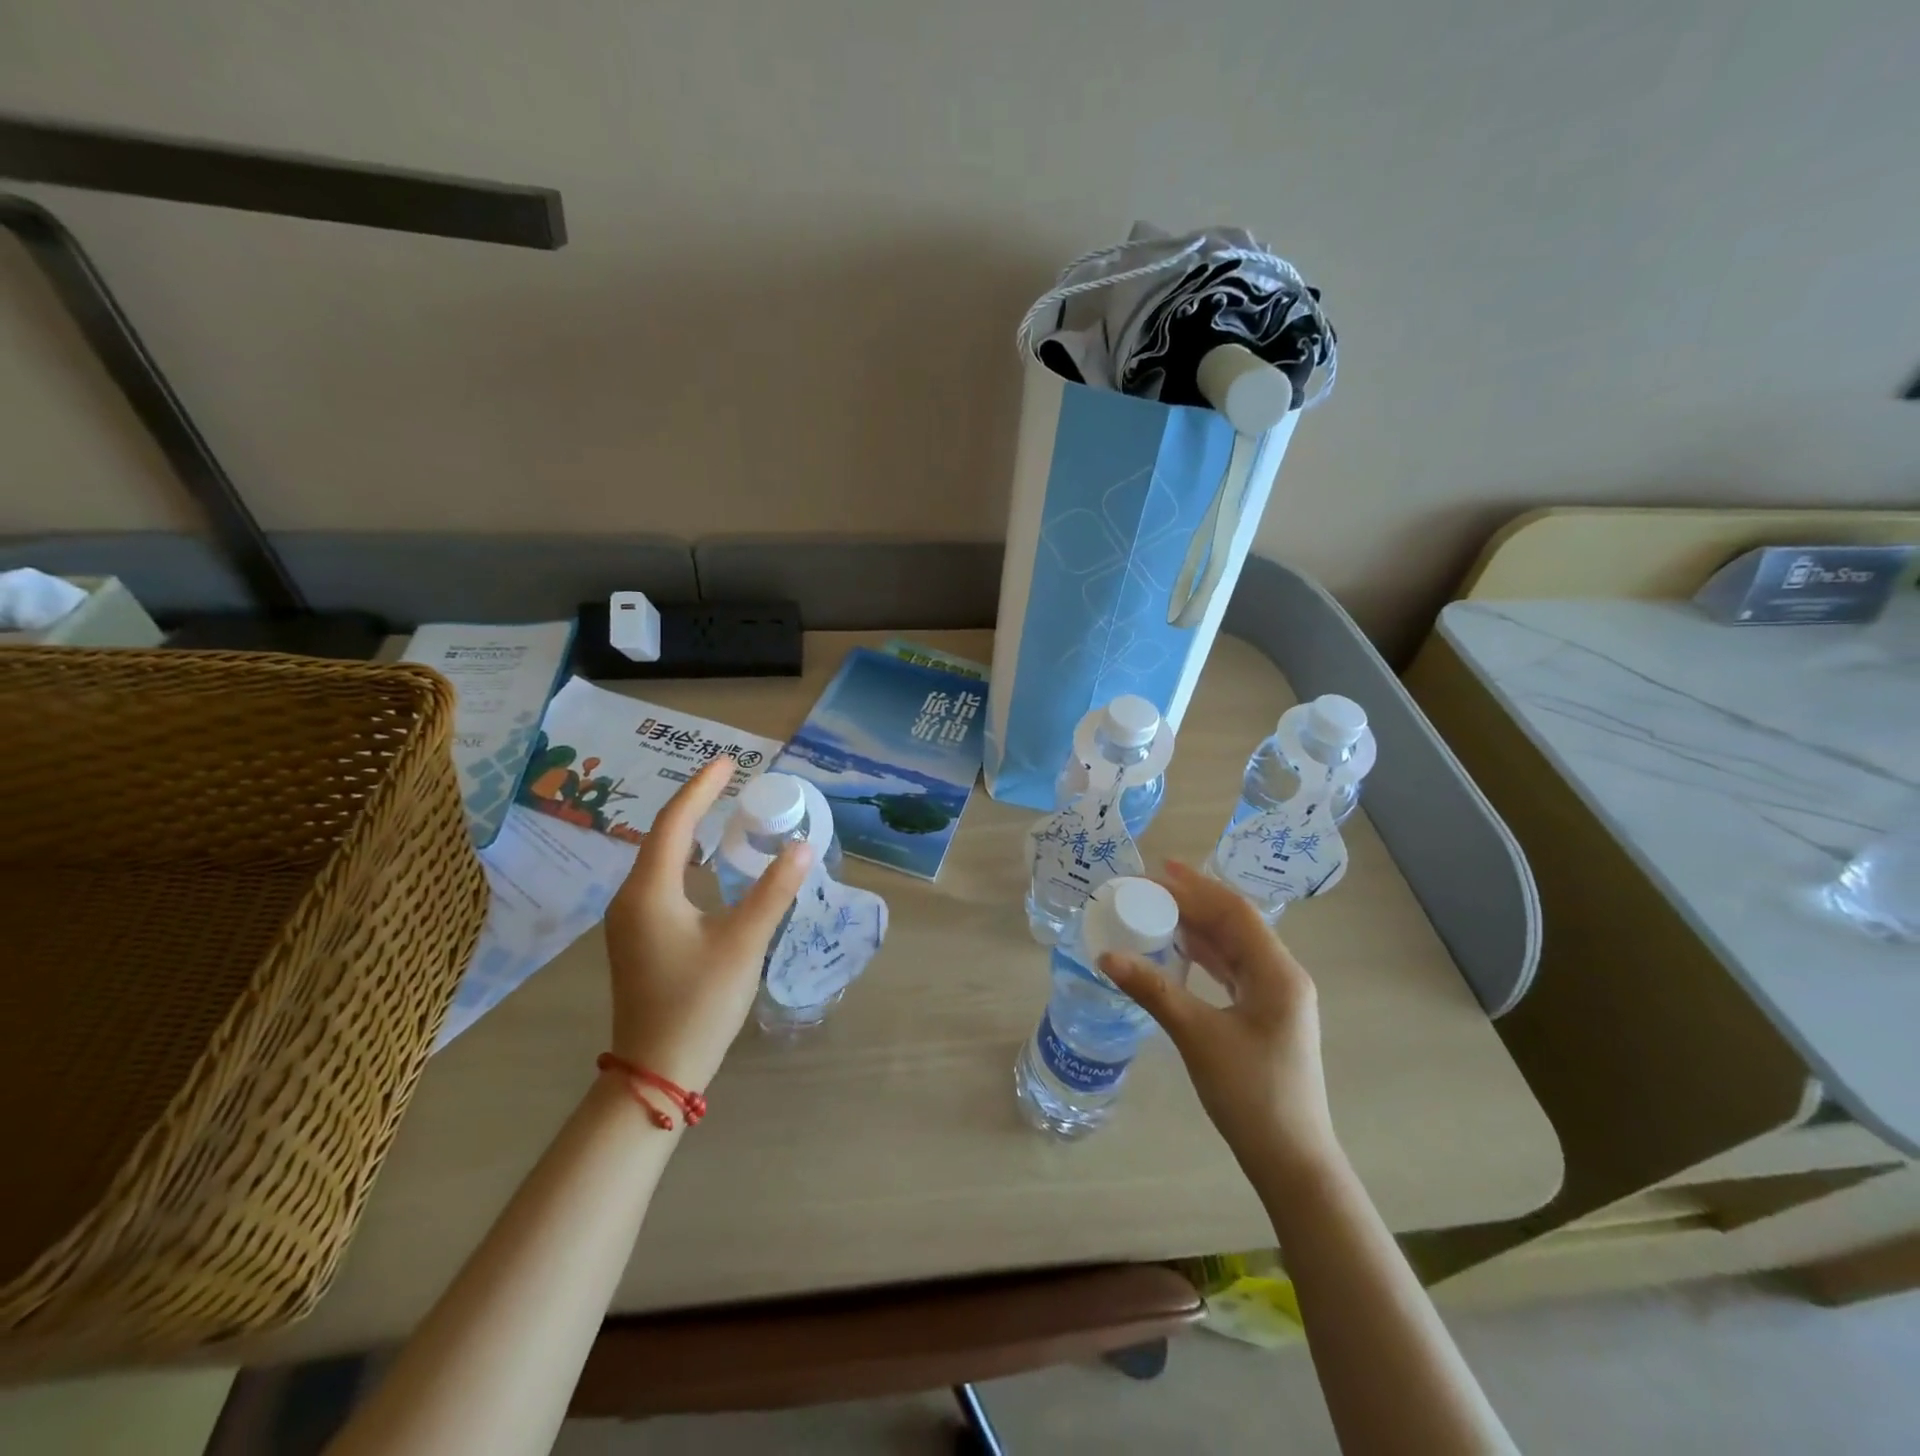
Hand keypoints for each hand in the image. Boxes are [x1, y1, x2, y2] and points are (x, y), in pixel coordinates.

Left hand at [602, 758, 812, 1090]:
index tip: (730, 762)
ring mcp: (630, 919)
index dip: (703, 787)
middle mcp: (631, 897)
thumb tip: (801, 846)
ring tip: (721, 809)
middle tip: (731, 779)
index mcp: (651, 891)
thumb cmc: (699, 1003)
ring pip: (659, 858)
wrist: (655, 1071)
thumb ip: (773, 891)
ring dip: (689, 829)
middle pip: (662, 834)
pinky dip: (685, 857)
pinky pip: (659, 879)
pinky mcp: (638, 936)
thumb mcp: (743, 944)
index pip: (676, 822)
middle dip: (696, 802)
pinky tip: (705, 863)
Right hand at [1100, 861, 1337, 1173]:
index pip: (1234, 912)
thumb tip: (1106, 954)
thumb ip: (1153, 989)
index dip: (1196, 887)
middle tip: (1150, 886)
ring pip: (1235, 947)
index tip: (1158, 869)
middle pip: (1236, 924)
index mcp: (1277, 972)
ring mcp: (1277, 998)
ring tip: (1158, 909)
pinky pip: (1234, 970)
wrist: (1291, 1161)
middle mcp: (1282, 976)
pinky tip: (1180, 951)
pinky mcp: (1266, 1017)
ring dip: (1199, 927)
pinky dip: (1205, 955)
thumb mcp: (1197, 1036)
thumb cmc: (1250, 1093)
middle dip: (1194, 902)